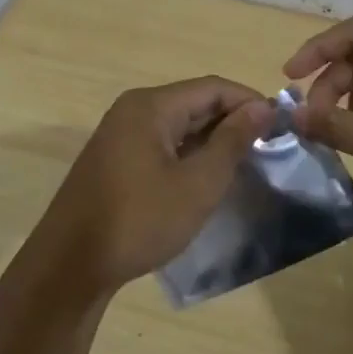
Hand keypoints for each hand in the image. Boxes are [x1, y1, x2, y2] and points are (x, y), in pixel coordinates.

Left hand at [13, 77, 274, 300]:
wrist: (71, 265)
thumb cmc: (139, 221)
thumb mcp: (197, 184)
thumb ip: (232, 142)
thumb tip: (261, 108)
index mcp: (151, 106)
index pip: (213, 88)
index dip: (250, 102)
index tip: (282, 127)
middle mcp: (132, 110)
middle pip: (194, 102)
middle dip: (232, 121)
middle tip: (268, 149)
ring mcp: (119, 135)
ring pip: (178, 125)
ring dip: (212, 140)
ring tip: (245, 165)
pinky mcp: (114, 160)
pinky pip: (161, 144)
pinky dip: (188, 155)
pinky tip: (206, 178)